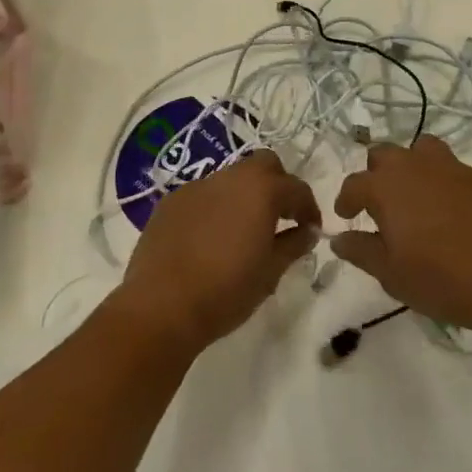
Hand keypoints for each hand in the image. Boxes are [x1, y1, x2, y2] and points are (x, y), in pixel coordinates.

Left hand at [118, 151, 321, 355]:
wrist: (160, 306)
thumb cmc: (225, 291)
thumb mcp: (270, 273)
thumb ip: (293, 245)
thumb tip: (308, 231)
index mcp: (261, 190)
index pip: (296, 188)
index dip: (309, 208)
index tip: (311, 229)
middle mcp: (230, 177)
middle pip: (264, 165)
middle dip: (277, 185)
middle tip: (280, 218)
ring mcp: (196, 186)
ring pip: (231, 178)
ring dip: (244, 195)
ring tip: (243, 230)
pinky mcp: (171, 201)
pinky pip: (203, 195)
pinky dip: (215, 207)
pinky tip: (209, 238)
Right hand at [331, 136, 471, 337]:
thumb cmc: (444, 280)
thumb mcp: (392, 275)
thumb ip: (362, 252)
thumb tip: (339, 238)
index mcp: (387, 187)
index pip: (355, 184)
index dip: (346, 200)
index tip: (346, 216)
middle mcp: (415, 166)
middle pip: (384, 154)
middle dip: (375, 174)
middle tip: (379, 205)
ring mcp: (452, 167)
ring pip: (420, 150)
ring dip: (410, 166)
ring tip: (414, 197)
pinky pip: (451, 168)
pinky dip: (441, 181)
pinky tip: (450, 213)